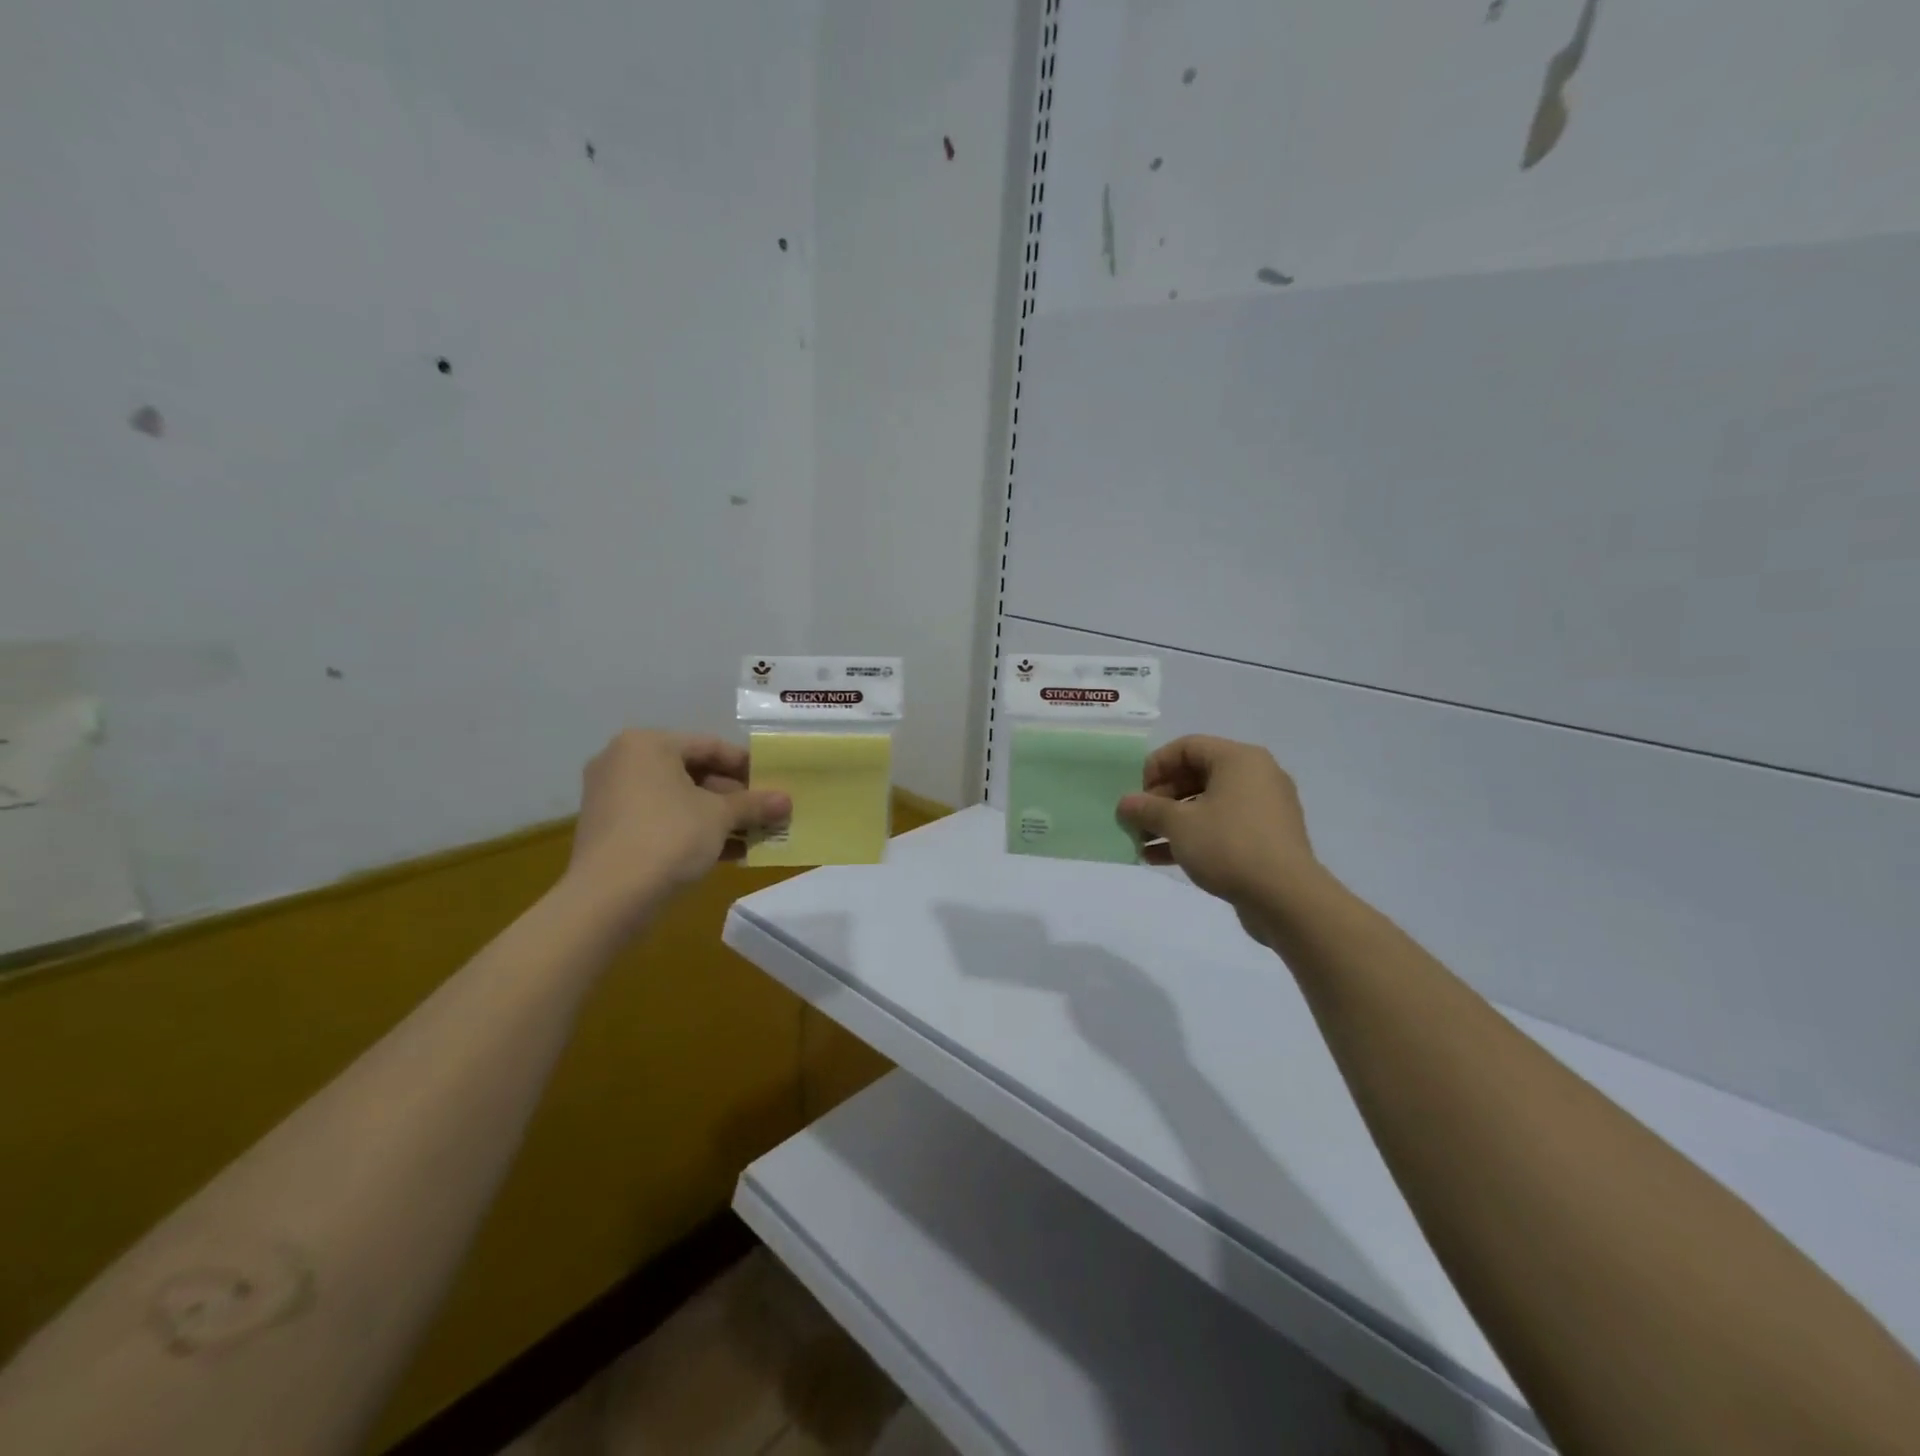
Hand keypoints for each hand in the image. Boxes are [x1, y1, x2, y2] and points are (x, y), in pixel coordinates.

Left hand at [565, 730, 790, 917]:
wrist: (608, 898)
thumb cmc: (668, 836)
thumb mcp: (720, 817)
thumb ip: (754, 804)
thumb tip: (787, 801)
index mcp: (647, 744)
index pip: (709, 746)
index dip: (746, 766)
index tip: (773, 783)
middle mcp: (624, 762)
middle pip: (692, 772)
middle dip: (733, 796)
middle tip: (765, 812)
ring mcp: (612, 797)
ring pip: (678, 800)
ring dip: (717, 817)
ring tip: (753, 835)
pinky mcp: (610, 830)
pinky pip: (661, 820)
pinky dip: (692, 831)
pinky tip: (727, 853)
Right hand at [1116, 736, 1321, 938]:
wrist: (1286, 898)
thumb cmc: (1229, 845)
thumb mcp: (1179, 824)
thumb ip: (1147, 809)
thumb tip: (1125, 803)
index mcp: (1239, 760)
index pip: (1188, 747)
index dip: (1156, 766)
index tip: (1136, 793)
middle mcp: (1256, 776)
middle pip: (1197, 776)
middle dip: (1161, 799)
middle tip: (1137, 820)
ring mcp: (1264, 809)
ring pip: (1207, 805)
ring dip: (1172, 822)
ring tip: (1141, 843)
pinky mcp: (1265, 839)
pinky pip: (1222, 828)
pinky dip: (1193, 838)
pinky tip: (1161, 859)